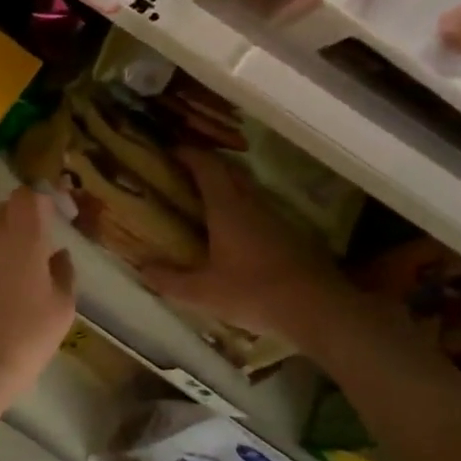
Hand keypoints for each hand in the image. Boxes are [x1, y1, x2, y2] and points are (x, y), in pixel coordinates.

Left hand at [0, 186, 76, 407]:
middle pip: (3, 211)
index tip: (54, 213)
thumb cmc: (23, 337)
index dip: (40, 200)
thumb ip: (63, 274)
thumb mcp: (60, 309)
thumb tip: (59, 254)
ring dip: (3, 244)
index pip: (27, 197)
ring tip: (20, 275)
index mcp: (22, 238)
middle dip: (21, 218)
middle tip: (39, 244)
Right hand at [138, 149, 372, 353]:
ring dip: (227, 186)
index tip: (171, 151)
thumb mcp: (203, 293)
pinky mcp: (290, 235)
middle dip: (207, 165)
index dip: (189, 154)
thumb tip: (142, 269)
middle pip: (229, 171)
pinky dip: (242, 207)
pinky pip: (259, 208)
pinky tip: (235, 230)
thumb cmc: (254, 292)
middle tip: (184, 172)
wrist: (318, 309)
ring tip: (206, 199)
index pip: (207, 166)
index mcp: (227, 208)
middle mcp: (251, 204)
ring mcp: (275, 217)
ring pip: (247, 189)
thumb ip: (170, 281)